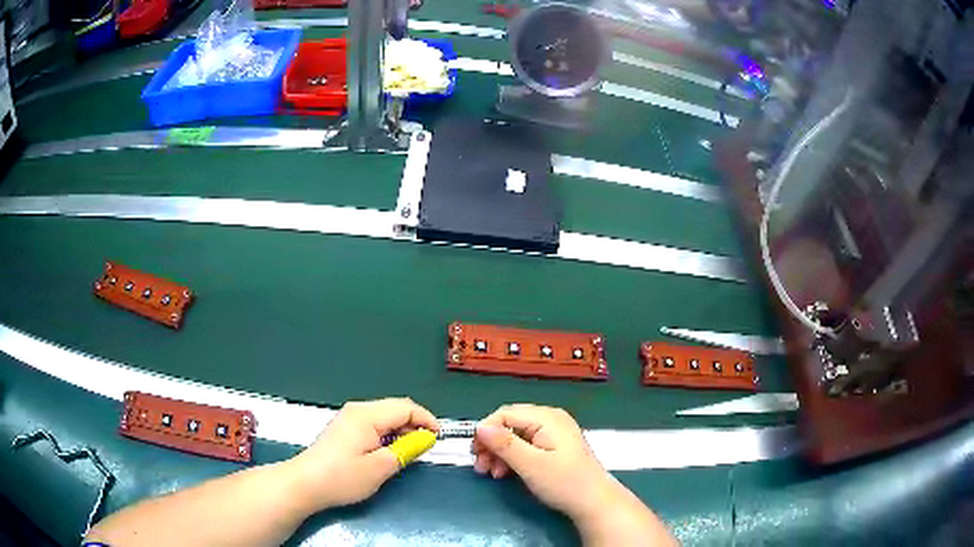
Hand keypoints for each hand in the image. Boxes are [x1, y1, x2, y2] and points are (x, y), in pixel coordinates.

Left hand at [291, 398, 438, 509]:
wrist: (305, 484)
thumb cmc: (342, 477)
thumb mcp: (380, 468)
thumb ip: (406, 450)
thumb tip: (424, 439)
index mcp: (367, 415)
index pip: (406, 407)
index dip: (427, 420)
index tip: (438, 439)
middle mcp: (357, 410)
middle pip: (395, 408)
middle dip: (415, 425)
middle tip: (424, 448)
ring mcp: (348, 418)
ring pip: (384, 417)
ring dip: (401, 431)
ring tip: (408, 453)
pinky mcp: (343, 429)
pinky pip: (373, 424)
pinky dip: (387, 435)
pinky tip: (387, 452)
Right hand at [472, 405, 675, 545]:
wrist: (594, 503)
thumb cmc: (564, 482)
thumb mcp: (530, 465)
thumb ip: (505, 444)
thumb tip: (480, 427)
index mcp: (547, 418)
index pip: (505, 414)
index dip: (486, 431)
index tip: (475, 453)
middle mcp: (550, 420)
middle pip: (509, 424)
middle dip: (491, 444)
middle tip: (480, 467)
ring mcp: (553, 434)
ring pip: (515, 436)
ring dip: (499, 453)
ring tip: (491, 474)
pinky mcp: (553, 448)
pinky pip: (525, 446)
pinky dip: (512, 458)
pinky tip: (505, 474)